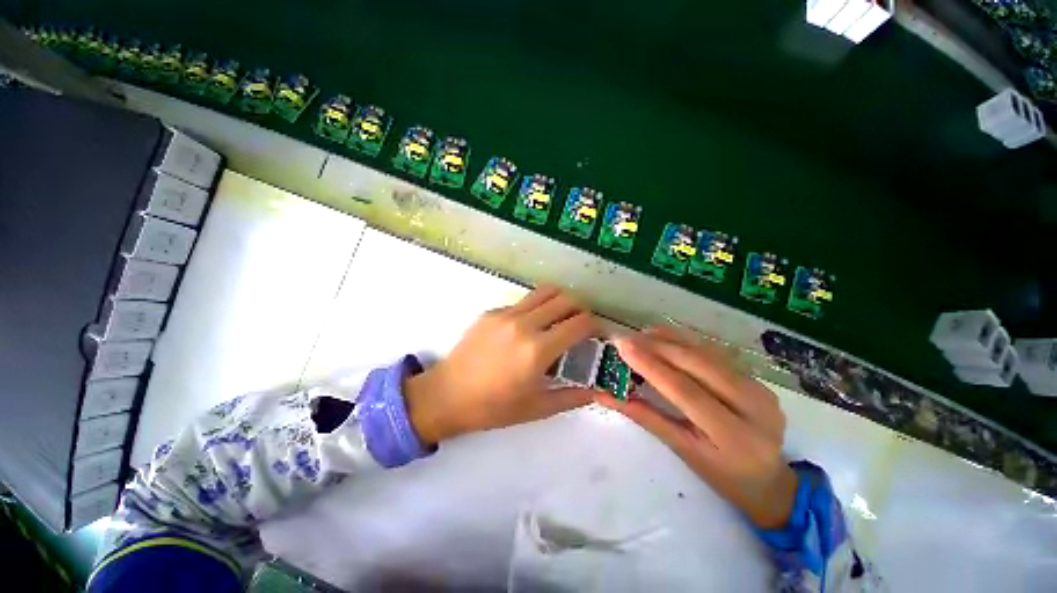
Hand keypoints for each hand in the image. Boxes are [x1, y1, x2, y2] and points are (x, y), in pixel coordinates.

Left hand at [405, 285, 598, 444]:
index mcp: (537, 350)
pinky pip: (523, 302)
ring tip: (560, 318)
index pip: (579, 323)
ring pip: (544, 291)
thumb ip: (572, 397)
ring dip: (560, 301)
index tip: (597, 334)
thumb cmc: (493, 407)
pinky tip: (529, 327)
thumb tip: (596, 389)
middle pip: (565, 299)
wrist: (446, 395)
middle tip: (580, 325)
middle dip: (580, 309)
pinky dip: (536, 308)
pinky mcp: (491, 312)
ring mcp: (505, 314)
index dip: (595, 325)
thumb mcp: (536, 408)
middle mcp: (524, 324)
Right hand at [596, 326, 796, 528]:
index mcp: (734, 435)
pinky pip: (716, 355)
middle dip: (658, 347)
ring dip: (671, 340)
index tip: (623, 346)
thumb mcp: (682, 450)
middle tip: (627, 338)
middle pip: (698, 365)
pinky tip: (665, 338)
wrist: (770, 481)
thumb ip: (645, 416)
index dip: (651, 366)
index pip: (685, 391)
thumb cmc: (721, 475)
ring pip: (707, 354)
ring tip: (641, 334)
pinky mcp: (757, 379)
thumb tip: (606, 395)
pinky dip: (687, 343)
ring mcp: (760, 389)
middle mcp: (754, 406)